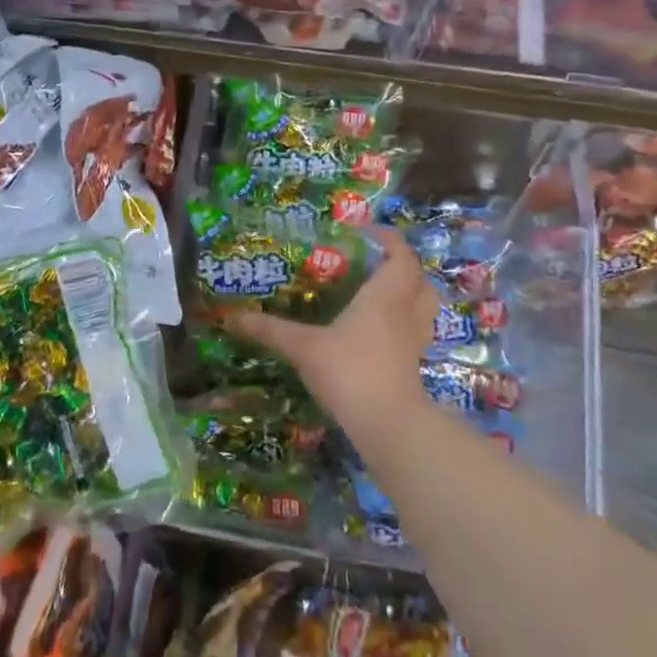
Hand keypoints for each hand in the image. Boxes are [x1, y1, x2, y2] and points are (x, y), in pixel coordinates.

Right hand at [226, 227, 433, 436]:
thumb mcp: (303, 346)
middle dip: (404, 266)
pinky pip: (416, 332)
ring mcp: (414, 341)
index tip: (370, 233)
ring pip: (424, 307)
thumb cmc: (349, 370)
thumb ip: (270, 330)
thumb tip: (231, 318)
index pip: (401, 256)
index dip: (390, 240)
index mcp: (385, 295)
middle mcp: (406, 312)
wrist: (387, 423)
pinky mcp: (414, 366)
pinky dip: (405, 323)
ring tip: (383, 294)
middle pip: (420, 279)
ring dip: (411, 294)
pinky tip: (381, 333)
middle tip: (377, 263)